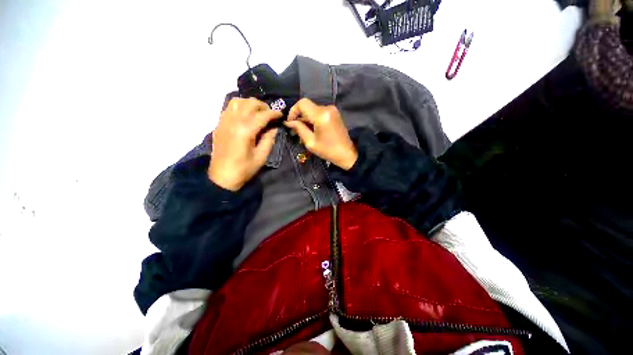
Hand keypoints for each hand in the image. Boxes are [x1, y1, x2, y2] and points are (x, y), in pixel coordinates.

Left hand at [208, 98, 281, 190]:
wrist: (222, 176)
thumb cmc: (244, 169)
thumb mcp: (261, 157)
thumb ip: (269, 140)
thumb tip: (274, 128)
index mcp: (246, 131)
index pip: (262, 115)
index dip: (274, 113)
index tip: (281, 114)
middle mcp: (234, 121)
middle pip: (249, 103)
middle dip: (263, 106)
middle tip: (270, 114)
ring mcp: (224, 121)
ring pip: (237, 101)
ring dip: (249, 103)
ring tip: (257, 112)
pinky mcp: (219, 124)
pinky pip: (229, 108)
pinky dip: (239, 107)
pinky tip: (245, 115)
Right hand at [285, 98, 357, 169]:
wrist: (346, 153)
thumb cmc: (328, 150)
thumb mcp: (310, 142)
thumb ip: (299, 129)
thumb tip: (289, 122)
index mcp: (321, 115)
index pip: (302, 103)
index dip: (293, 111)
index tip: (290, 123)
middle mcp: (327, 108)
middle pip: (307, 107)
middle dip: (299, 117)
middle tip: (296, 130)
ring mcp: (332, 110)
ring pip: (313, 110)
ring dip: (306, 119)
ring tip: (304, 132)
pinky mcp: (334, 113)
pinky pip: (319, 113)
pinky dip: (313, 119)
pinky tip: (312, 130)